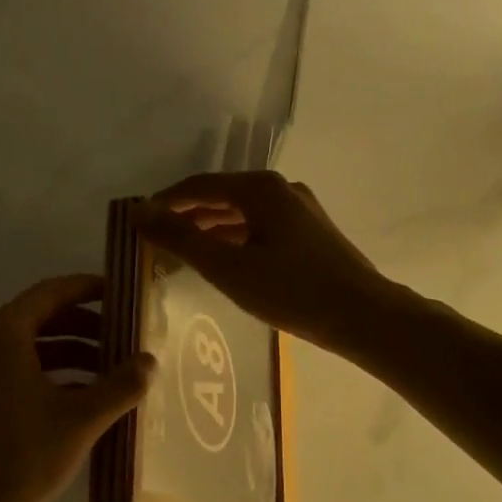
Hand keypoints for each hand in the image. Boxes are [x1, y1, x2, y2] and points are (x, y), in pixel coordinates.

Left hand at [0, 275, 154, 501]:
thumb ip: (120, 385)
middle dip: (87, 325)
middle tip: (127, 336)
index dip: (90, 288)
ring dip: (73, 353)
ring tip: (113, 370)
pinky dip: (53, 375)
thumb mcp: (80, 420)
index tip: (123, 294)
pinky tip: (85, 399)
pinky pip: (19, 372)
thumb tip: (150, 360)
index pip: (52, 291)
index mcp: (4, 334)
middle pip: (43, 318)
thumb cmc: (21, 458)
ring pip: (32, 348)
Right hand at [133, 171, 394, 351]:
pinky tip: (223, 259)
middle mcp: (281, 190)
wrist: (364, 317)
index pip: (199, 185)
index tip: (138, 219)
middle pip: (221, 196)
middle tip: (155, 237)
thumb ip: (181, 239)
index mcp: (260, 189)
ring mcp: (299, 211)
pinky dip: (234, 238)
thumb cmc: (291, 291)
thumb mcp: (227, 267)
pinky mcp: (310, 233)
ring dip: (210, 227)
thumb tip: (139, 213)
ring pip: (242, 213)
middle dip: (187, 214)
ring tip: (182, 249)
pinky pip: (260, 227)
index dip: (165, 201)